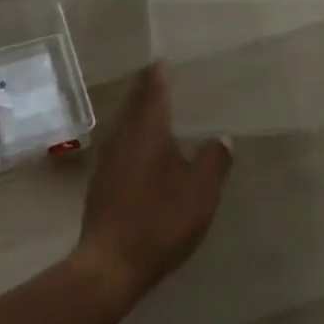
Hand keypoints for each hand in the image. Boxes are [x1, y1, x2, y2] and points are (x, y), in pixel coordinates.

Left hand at [73, 62, 232, 303]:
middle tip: (158, 79)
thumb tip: (222, 137)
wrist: (111, 263)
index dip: (157, 75)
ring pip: (125, 127)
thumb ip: (214, 160)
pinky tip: (144, 152)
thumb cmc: (160, 220)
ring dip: (139, 116)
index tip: (160, 60)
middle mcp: (122, 138)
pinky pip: (121, 148)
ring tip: (154, 111)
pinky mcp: (101, 184)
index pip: (152, 92)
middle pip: (134, 106)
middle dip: (146, 92)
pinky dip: (134, 139)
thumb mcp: (200, 191)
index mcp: (146, 132)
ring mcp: (107, 162)